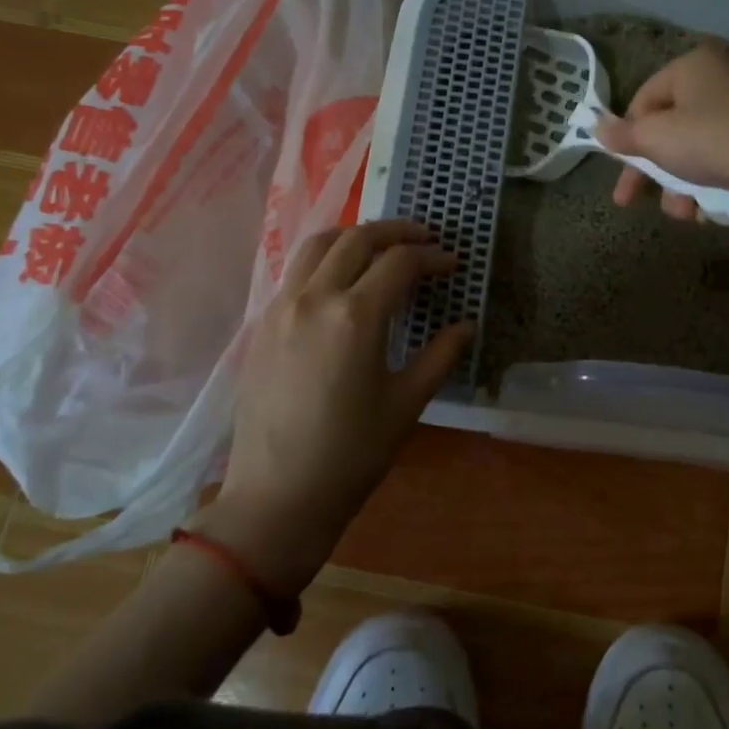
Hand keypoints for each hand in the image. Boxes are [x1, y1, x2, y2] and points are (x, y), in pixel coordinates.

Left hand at [200, 220, 471, 595]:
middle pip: (357, 239)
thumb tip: (466, 326)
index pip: (400, 263)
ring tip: (381, 247)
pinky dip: (324, 258)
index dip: (432, 257)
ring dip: (354, 236)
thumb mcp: (406, 404)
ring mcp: (281, 307)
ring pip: (318, 245)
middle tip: (424, 239)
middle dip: (396, 231)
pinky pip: (296, 271)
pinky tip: (341, 280)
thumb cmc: (351, 454)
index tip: (453, 264)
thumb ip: (440, 356)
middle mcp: (314, 297)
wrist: (277, 496)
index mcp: (355, 315)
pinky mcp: (262, 324)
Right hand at [593, 43, 728, 220]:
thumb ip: (622, 135)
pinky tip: (706, 208)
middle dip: (653, 172)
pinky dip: (708, 179)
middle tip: (631, 201)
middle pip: (668, 127)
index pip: (643, 99)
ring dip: (679, 185)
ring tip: (682, 213)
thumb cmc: (709, 142)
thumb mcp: (656, 139)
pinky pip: (720, 153)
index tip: (620, 171)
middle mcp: (719, 75)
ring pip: (693, 146)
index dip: (627, 138)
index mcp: (692, 64)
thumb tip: (596, 127)